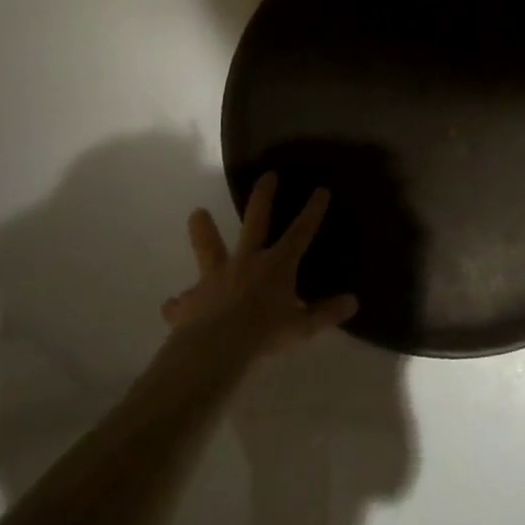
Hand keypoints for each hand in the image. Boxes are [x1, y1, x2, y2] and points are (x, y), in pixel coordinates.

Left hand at [160, 173, 358, 359]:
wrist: (216, 349)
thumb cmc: (265, 334)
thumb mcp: (302, 328)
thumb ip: (325, 314)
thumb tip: (353, 302)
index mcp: (276, 266)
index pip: (300, 233)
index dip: (312, 211)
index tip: (321, 190)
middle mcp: (246, 262)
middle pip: (254, 222)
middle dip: (262, 197)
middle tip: (266, 175)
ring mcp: (215, 279)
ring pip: (209, 248)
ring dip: (203, 231)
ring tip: (196, 213)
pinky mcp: (190, 301)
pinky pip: (182, 302)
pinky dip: (179, 305)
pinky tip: (171, 307)